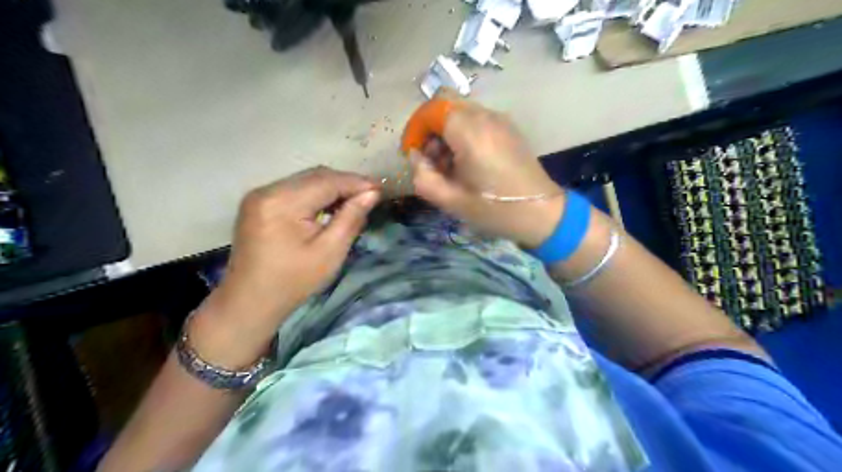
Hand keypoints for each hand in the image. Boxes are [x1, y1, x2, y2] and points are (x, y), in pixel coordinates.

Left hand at [192, 166, 380, 367]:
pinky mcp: (258, 202)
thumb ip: (351, 218)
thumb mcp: (330, 252)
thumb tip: (372, 193)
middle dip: (345, 182)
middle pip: (315, 176)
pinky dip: (316, 193)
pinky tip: (330, 206)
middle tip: (371, 195)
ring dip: (332, 187)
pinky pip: (294, 189)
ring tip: (355, 200)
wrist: (251, 301)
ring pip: (305, 180)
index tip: (381, 188)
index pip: (327, 181)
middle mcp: (267, 190)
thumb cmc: (294, 281)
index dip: (356, 182)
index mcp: (282, 203)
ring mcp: (259, 195)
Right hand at [410, 89, 563, 247]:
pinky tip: (467, 162)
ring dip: (446, 132)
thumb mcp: (450, 201)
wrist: (541, 213)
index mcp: (470, 132)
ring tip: (448, 166)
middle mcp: (486, 117)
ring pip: (461, 112)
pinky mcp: (509, 128)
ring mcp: (500, 120)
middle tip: (430, 161)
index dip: (415, 128)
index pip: (432, 109)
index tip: (412, 152)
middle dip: (430, 130)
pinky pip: (477, 120)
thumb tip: (415, 157)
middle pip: (446, 106)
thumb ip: (423, 176)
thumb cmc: (494, 209)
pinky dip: (463, 134)